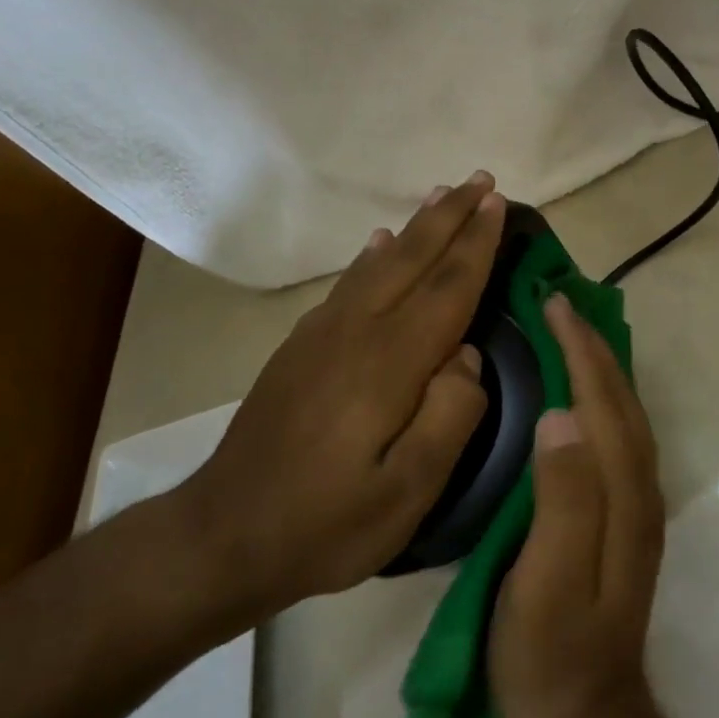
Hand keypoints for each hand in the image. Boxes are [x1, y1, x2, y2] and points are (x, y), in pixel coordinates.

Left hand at [176, 174, 505, 623]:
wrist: (221, 537)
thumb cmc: (326, 523)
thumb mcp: (408, 493)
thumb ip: (450, 417)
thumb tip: (468, 357)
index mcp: (389, 363)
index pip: (447, 287)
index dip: (476, 244)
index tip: (498, 204)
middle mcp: (355, 332)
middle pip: (412, 259)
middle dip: (450, 216)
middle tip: (481, 180)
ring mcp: (321, 336)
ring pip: (379, 263)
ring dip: (416, 226)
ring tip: (441, 195)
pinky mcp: (299, 348)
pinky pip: (348, 283)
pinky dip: (371, 255)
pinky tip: (378, 244)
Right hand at [492, 292, 665, 717]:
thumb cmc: (549, 653)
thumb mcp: (546, 582)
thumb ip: (561, 500)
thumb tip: (562, 416)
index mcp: (620, 494)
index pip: (602, 401)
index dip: (579, 349)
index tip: (553, 304)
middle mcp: (639, 488)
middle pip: (621, 399)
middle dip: (593, 345)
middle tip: (559, 302)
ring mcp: (636, 503)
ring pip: (624, 414)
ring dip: (602, 365)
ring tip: (570, 331)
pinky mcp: (624, 516)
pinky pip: (617, 434)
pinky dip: (602, 396)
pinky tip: (582, 392)